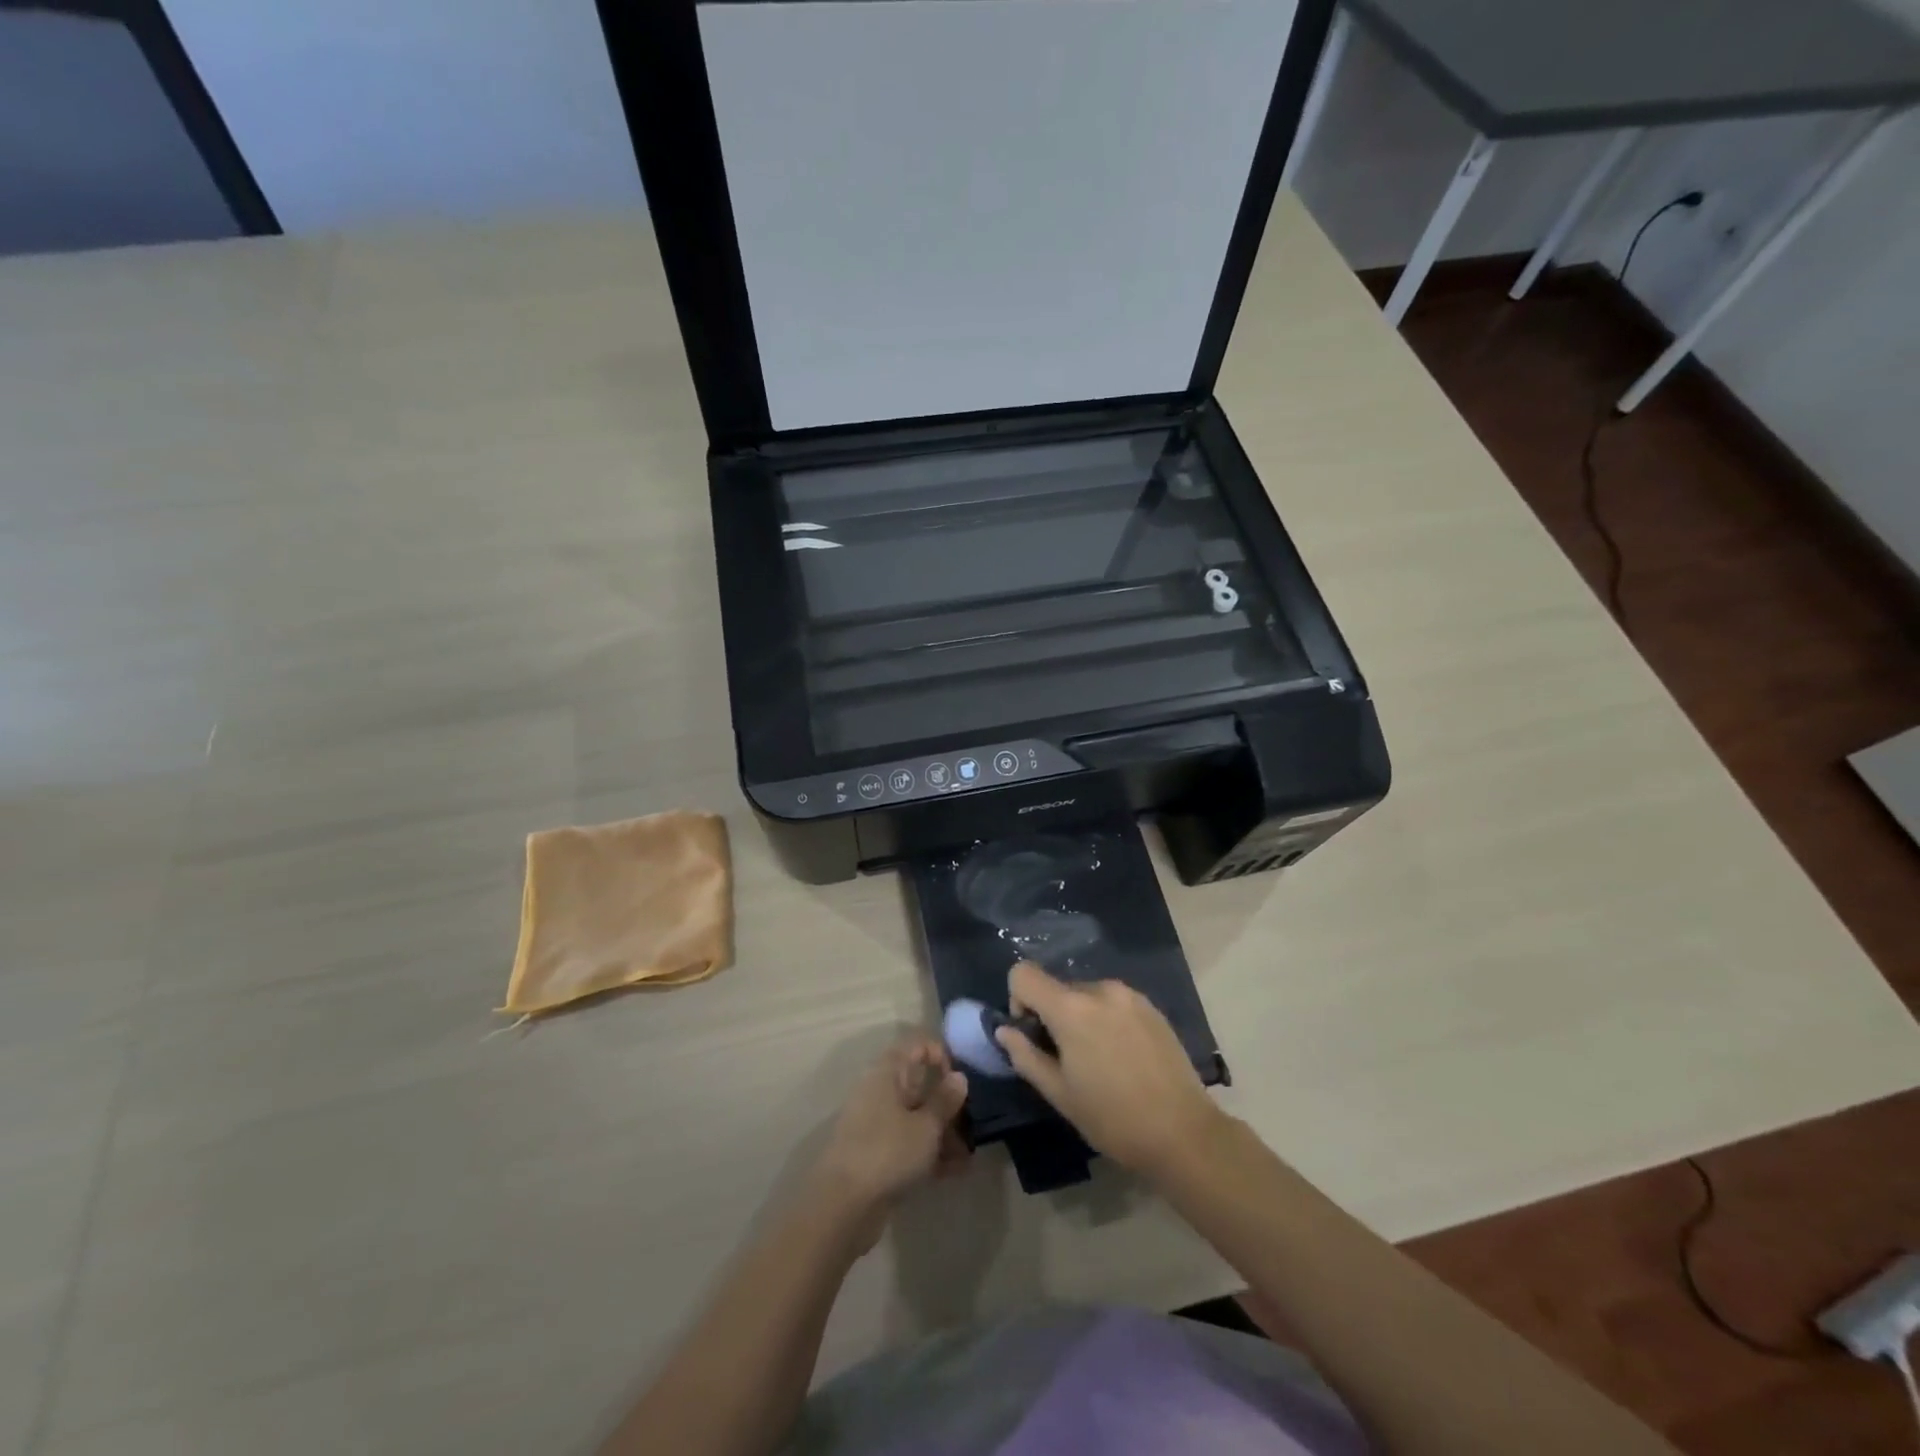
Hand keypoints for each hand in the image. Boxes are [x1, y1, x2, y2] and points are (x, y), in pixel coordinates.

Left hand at [810, 1034, 968, 1248]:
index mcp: (887, 1074)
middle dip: (948, 1102)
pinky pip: (910, 1145)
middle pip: (919, 1085)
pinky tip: (957, 1170)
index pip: (916, 1047)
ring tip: (969, 1153)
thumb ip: (945, 1100)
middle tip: (974, 1120)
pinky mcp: (879, 1156)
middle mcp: (880, 1093)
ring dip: (944, 1132)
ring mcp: (878, 1126)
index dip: (941, 1054)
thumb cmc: (888, 1152)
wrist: (843, 1207)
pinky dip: (931, 1153)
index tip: (962, 1077)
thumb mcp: (926, 1125)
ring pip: (917, 1118)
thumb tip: (959, 1076)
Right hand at [995, 960, 1224, 1178]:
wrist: (1183, 1133)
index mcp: (1071, 1008)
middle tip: (1067, 1059)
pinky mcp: (1152, 1006)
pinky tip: (1123, 1057)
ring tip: (1099, 1061)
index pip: (1023, 973)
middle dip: (1052, 1015)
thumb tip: (1005, 1031)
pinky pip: (1113, 1002)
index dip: (1018, 1000)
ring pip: (1086, 995)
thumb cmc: (1112, 1118)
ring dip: (1081, 1017)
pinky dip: (1106, 1020)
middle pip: (1057, 987)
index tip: (1034, 1035)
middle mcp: (1100, 989)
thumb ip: (1025, 1056)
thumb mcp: (1059, 1093)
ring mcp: (1130, 995)